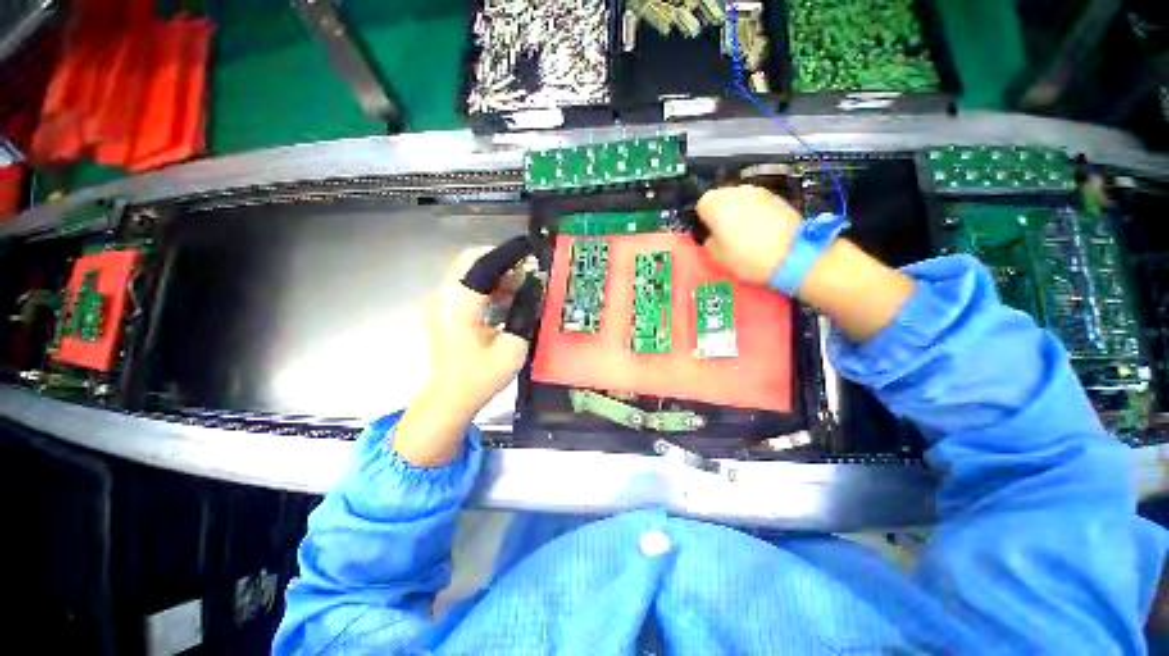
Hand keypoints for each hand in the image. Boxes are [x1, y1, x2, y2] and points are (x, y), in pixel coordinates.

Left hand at [395, 246, 530, 466]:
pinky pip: (468, 285)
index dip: (509, 254)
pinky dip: (489, 285)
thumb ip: (525, 313)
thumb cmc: (480, 377)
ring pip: (470, 271)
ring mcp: (442, 301)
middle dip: (503, 262)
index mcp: (460, 303)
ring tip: (522, 288)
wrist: (451, 397)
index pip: (484, 262)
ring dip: (497, 274)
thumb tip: (535, 288)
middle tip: (529, 274)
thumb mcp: (512, 347)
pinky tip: (507, 300)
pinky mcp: (445, 309)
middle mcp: (445, 295)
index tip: (532, 251)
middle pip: (473, 260)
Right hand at [695, 185, 802, 284]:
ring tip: (745, 232)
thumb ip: (709, 242)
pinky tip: (762, 231)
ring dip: (738, 211)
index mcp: (715, 204)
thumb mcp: (717, 257)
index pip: (700, 205)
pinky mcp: (777, 197)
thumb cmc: (747, 258)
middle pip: (721, 198)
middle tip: (725, 234)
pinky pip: (757, 203)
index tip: (709, 234)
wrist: (794, 256)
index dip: (703, 220)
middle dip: (720, 212)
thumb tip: (713, 236)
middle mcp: (735, 191)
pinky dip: (755, 213)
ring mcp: (759, 191)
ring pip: (740, 199)